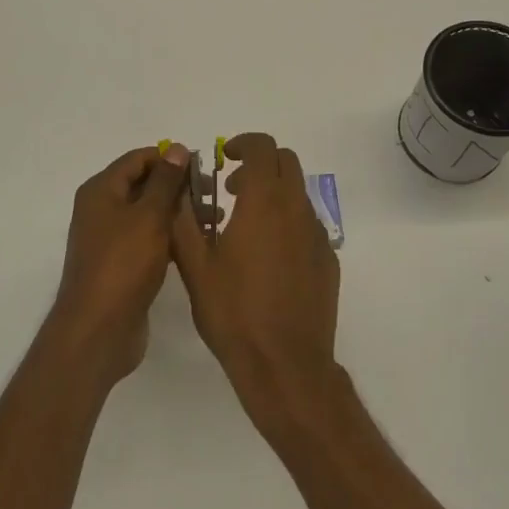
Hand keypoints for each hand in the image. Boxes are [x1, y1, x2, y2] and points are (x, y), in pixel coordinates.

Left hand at [49, 144, 192, 384]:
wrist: (99, 329)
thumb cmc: (124, 264)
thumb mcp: (149, 216)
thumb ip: (165, 181)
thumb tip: (177, 148)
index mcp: (101, 190)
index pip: (138, 159)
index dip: (170, 159)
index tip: (203, 168)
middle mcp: (101, 209)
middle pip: (143, 185)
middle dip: (178, 187)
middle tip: (214, 196)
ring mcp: (110, 239)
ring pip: (148, 214)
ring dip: (178, 213)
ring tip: (214, 220)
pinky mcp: (121, 264)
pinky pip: (148, 239)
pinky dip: (170, 237)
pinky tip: (196, 243)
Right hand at [170, 132, 342, 431]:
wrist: (285, 364)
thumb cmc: (234, 312)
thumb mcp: (195, 266)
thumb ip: (184, 220)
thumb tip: (179, 189)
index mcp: (264, 202)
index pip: (262, 147)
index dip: (243, 144)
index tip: (224, 158)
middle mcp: (296, 209)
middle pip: (286, 162)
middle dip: (259, 165)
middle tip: (232, 190)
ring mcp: (318, 235)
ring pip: (298, 193)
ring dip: (273, 194)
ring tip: (244, 229)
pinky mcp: (328, 260)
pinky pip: (307, 224)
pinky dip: (287, 223)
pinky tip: (268, 260)